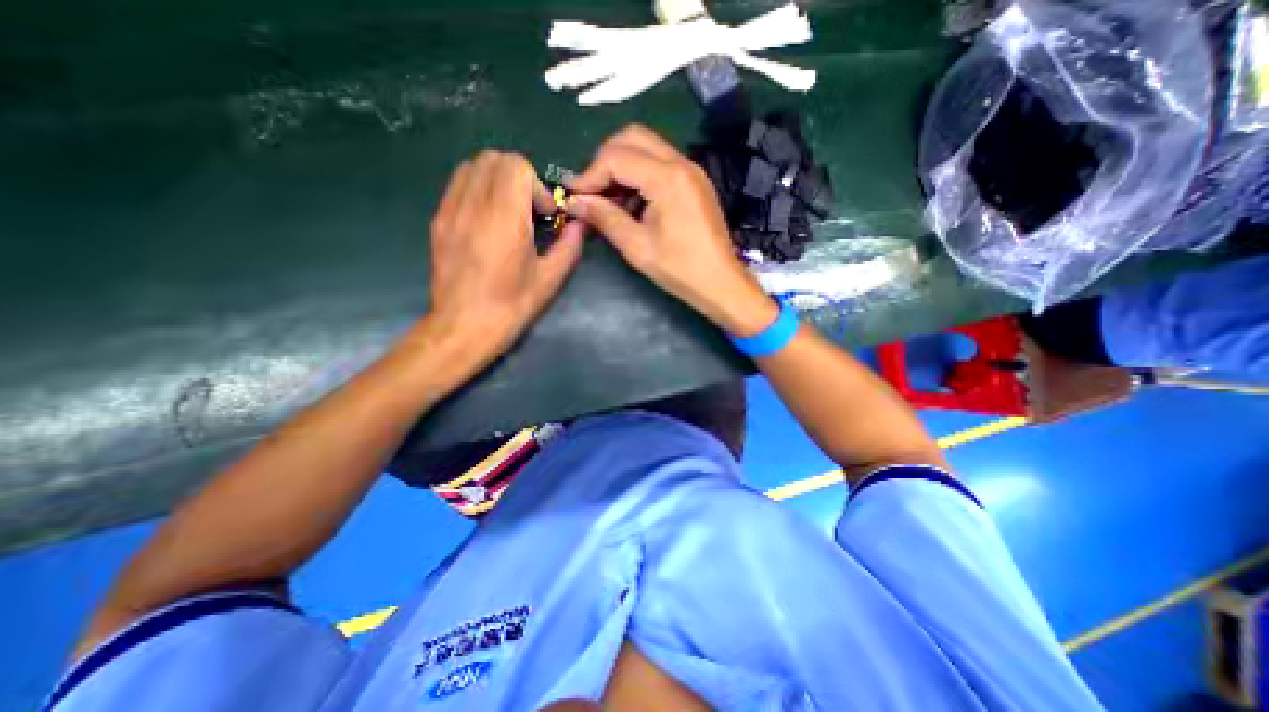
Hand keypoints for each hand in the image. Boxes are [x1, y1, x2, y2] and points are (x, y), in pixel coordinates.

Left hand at [422, 151, 586, 371]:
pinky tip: (487, 220)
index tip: (543, 215)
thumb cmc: (511, 307)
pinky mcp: (438, 220)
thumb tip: (580, 225)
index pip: (516, 166)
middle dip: (519, 178)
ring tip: (508, 212)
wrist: (463, 327)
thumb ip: (569, 247)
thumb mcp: (549, 281)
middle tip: (528, 211)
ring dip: (497, 180)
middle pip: (494, 159)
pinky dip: (478, 189)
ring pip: (473, 166)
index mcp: (504, 221)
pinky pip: (458, 185)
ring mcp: (450, 211)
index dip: (536, 186)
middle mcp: (473, 207)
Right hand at [561, 124, 772, 335]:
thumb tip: (575, 202)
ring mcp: (691, 171)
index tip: (574, 197)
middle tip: (592, 193)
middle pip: (632, 138)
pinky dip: (639, 176)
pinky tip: (631, 204)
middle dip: (605, 161)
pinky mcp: (694, 183)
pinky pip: (660, 164)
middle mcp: (681, 164)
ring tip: (609, 201)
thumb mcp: (637, 247)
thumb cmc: (680, 270)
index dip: (590, 175)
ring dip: (622, 167)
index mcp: (668, 178)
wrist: (721, 283)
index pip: (616, 157)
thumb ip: (605, 218)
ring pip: (647, 148)